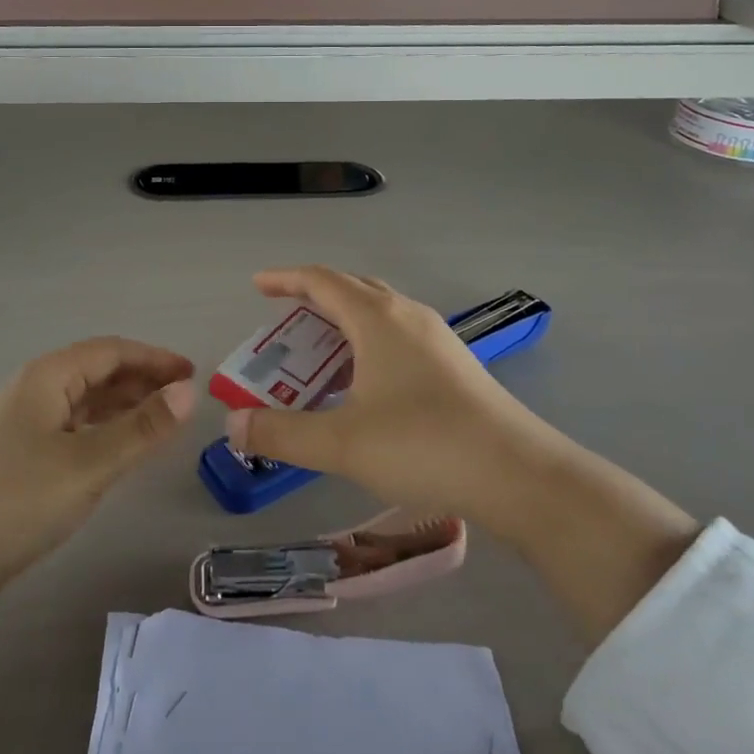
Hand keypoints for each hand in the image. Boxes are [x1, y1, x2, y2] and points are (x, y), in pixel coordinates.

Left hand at [0, 339, 193, 686]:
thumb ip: (142, 428)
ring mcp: (23, 422)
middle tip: (185, 399)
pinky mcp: (20, 454)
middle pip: (98, 371)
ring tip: (163, 421)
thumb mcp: (90, 464)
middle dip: (143, 380)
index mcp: (47, 377)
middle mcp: (34, 389)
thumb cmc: (19, 502)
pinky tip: (121, 448)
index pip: (111, 351)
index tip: (194, 373)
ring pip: (85, 401)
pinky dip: (104, 429)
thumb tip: (190, 392)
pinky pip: (73, 427)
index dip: (155, 358)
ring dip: (125, 405)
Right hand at [225, 267, 544, 520]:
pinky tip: (367, 384)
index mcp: (377, 318)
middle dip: (313, 297)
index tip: (257, 286)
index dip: (285, 279)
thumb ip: (282, 433)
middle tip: (284, 320)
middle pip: (352, 288)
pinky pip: (398, 335)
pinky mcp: (455, 364)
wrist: (520, 474)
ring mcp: (437, 338)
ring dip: (343, 322)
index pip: (321, 280)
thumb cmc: (424, 445)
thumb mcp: (341, 443)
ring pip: (379, 312)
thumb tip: (234, 424)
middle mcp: (407, 315)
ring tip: (320, 353)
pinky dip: (369, 343)